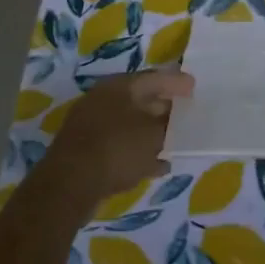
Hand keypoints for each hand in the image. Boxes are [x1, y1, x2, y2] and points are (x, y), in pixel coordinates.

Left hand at [39, 70, 192, 206]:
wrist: (70, 185)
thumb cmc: (117, 148)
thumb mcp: (152, 134)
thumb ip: (167, 124)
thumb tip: (172, 118)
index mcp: (118, 87)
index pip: (153, 78)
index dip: (176, 82)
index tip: (194, 88)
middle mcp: (103, 101)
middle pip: (141, 100)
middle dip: (165, 108)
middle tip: (187, 115)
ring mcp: (92, 126)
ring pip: (131, 125)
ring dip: (152, 133)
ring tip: (176, 141)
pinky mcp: (88, 151)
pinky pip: (121, 147)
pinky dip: (139, 153)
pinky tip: (158, 166)